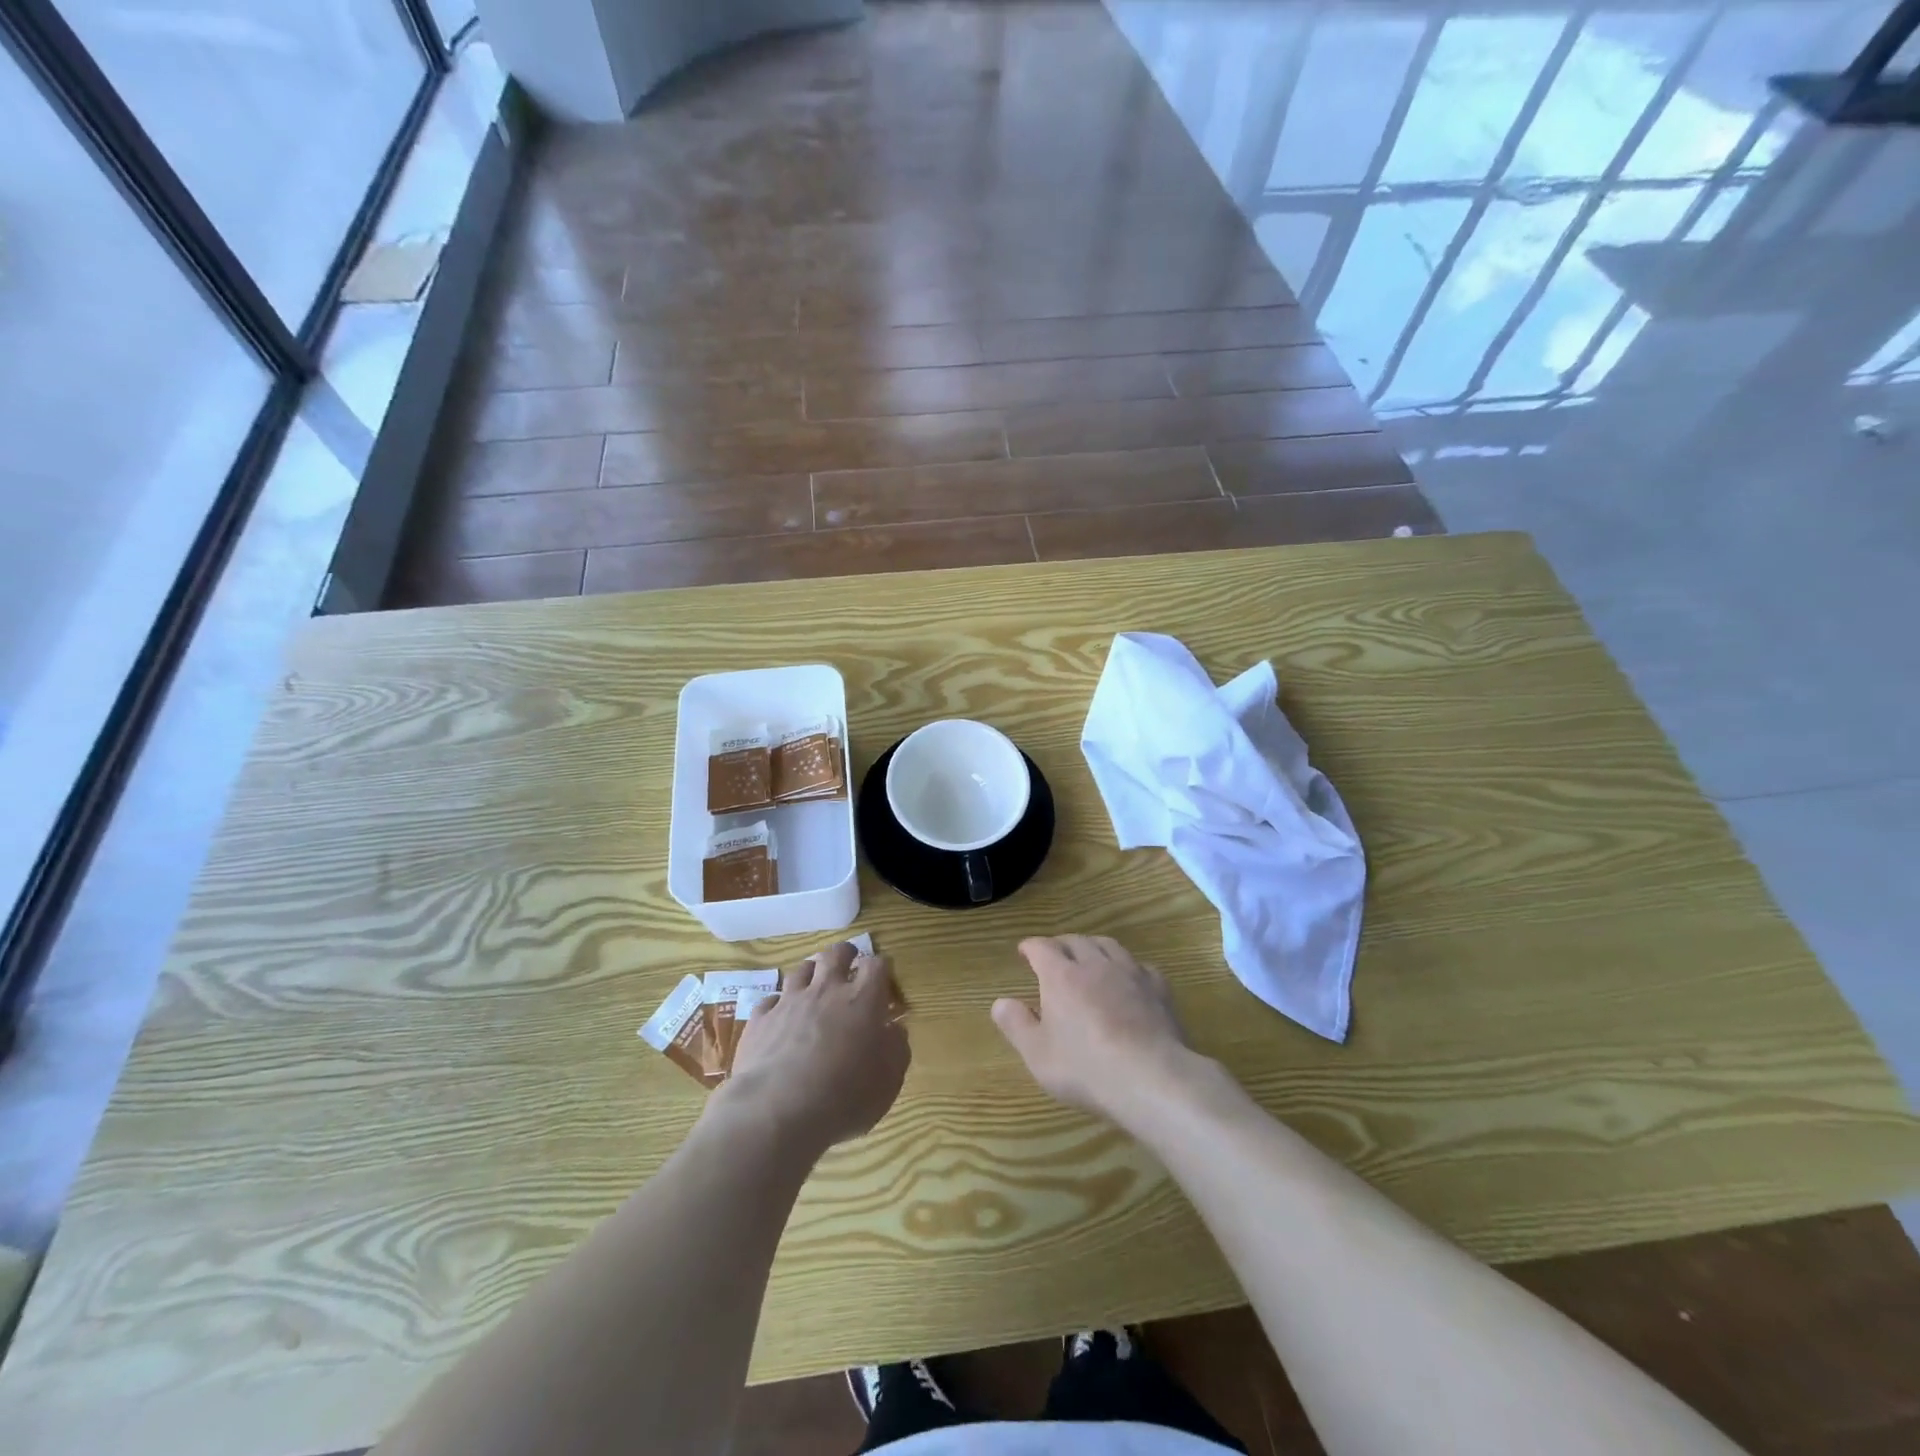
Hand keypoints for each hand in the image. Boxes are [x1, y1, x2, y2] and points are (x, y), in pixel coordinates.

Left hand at [725, 942, 908, 1151]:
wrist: (775, 1111)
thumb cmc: (843, 1097)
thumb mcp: (888, 1081)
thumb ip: (896, 1049)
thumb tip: (895, 1029)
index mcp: (862, 1000)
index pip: (876, 965)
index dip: (881, 968)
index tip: (883, 977)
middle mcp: (826, 991)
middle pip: (835, 955)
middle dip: (845, 954)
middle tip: (849, 963)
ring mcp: (789, 1002)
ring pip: (801, 970)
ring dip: (811, 973)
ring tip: (815, 983)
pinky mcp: (760, 1019)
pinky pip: (770, 1000)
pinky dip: (778, 1003)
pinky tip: (780, 1015)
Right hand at [992, 935, 1199, 1123]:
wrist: (1150, 1078)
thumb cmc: (1086, 1068)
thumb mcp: (1038, 1054)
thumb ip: (1016, 1025)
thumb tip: (1000, 1002)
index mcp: (1061, 976)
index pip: (1042, 947)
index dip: (1031, 947)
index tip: (1024, 951)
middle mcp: (1095, 964)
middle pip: (1075, 941)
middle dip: (1061, 944)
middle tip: (1054, 954)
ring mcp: (1130, 973)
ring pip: (1108, 945)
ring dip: (1094, 946)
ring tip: (1089, 956)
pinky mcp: (1158, 989)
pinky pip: (1139, 966)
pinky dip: (1128, 967)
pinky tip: (1129, 980)